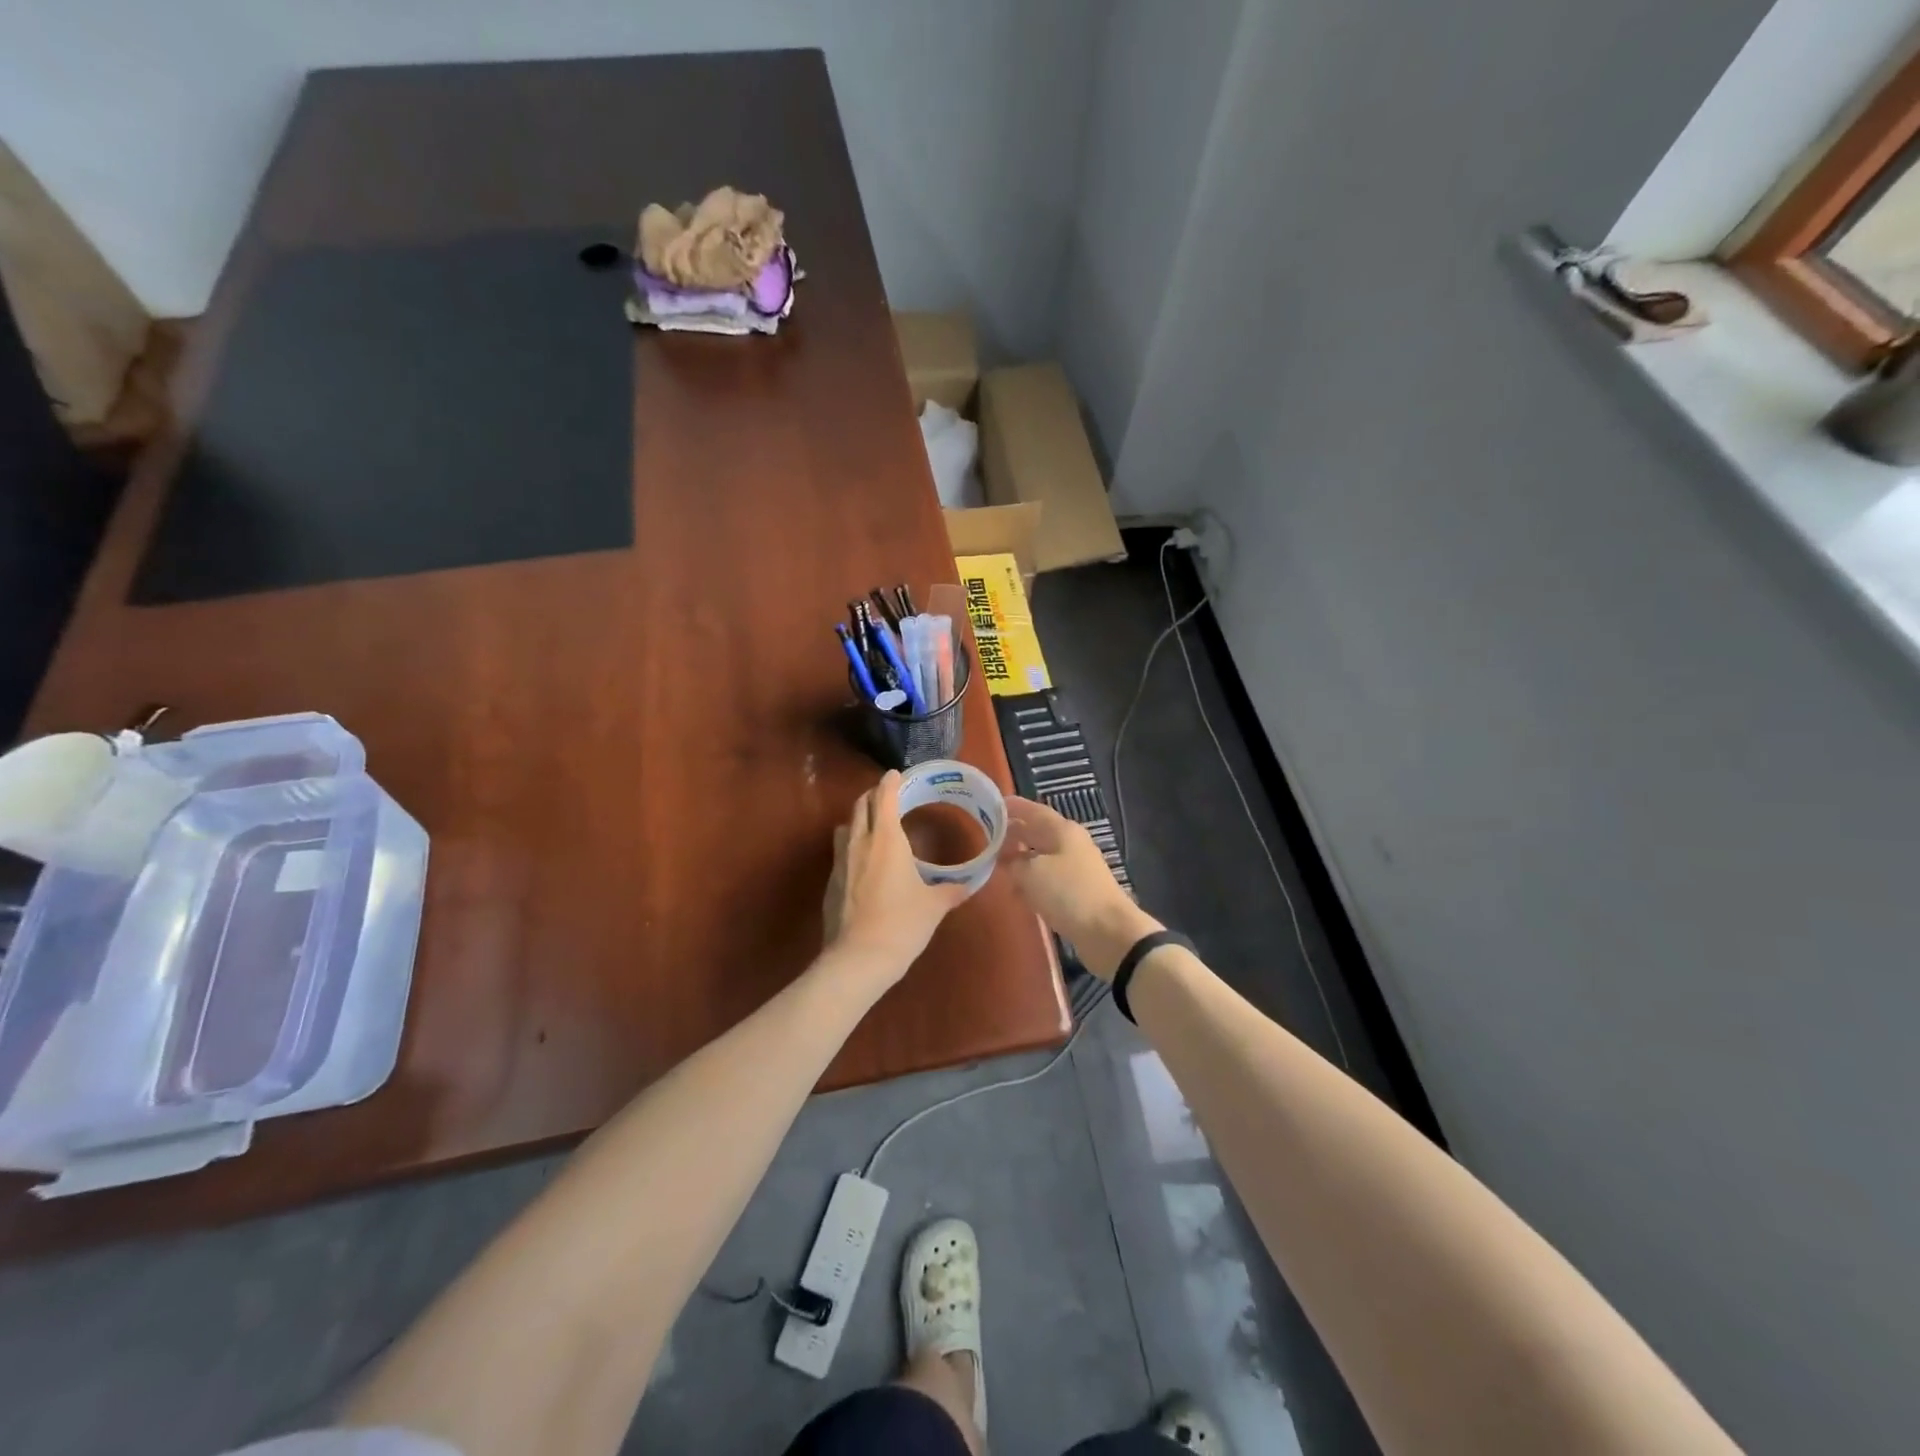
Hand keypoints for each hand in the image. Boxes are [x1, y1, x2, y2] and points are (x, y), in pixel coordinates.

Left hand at [822, 771, 971, 984]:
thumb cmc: (902, 924)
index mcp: (887, 839)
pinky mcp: (831, 883)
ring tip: (872, 827)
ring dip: (858, 820)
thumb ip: (950, 891)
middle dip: (873, 797)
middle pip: (861, 806)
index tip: (895, 774)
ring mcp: (840, 862)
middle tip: (887, 797)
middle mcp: (860, 843)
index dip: (890, 783)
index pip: (885, 798)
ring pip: (845, 827)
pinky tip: (863, 863)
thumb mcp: (934, 906)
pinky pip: (840, 853)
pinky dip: (851, 847)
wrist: (859, 958)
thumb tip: (967, 886)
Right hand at [998, 797, 1161, 980]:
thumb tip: (1006, 860)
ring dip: (1020, 858)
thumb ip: (1013, 862)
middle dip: (1012, 833)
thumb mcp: (1031, 873)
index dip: (1011, 806)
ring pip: (1041, 856)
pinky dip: (1030, 880)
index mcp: (1062, 830)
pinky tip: (1016, 890)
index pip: (1032, 809)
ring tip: (994, 863)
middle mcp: (1070, 843)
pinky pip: (1047, 878)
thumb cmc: (1068, 893)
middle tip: (985, 836)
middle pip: (1037, 832)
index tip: (988, 805)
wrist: (1108, 932)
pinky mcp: (1077, 891)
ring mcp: (1075, 868)